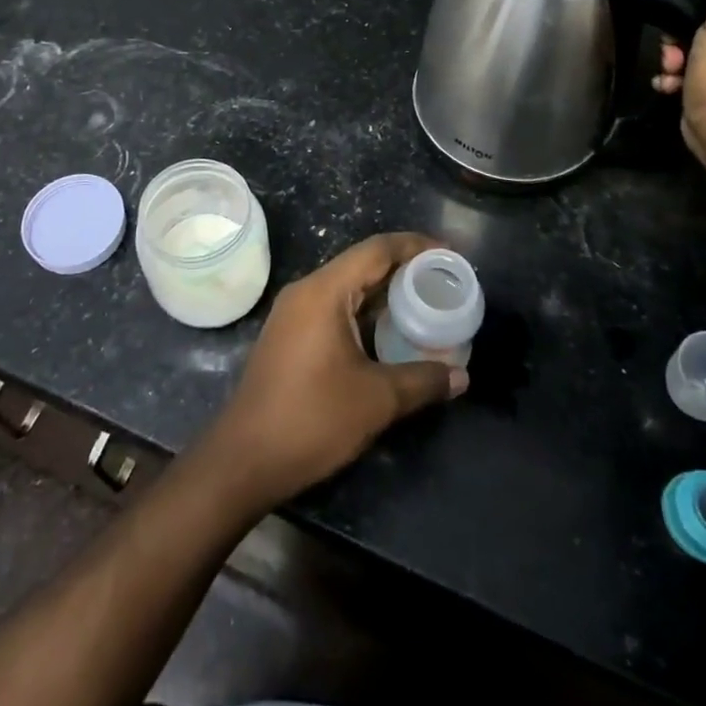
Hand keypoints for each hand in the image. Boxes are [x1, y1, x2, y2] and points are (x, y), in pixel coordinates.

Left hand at [199, 232, 467, 511]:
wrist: (244, 459)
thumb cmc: (311, 419)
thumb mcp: (376, 400)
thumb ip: (423, 381)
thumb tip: (462, 376)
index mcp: (324, 291)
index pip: (376, 250)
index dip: (416, 246)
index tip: (449, 255)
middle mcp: (306, 291)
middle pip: (362, 264)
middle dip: (405, 270)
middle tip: (444, 282)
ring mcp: (294, 313)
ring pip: (348, 288)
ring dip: (385, 293)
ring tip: (425, 304)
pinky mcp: (290, 335)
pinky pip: (335, 308)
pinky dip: (366, 312)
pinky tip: (390, 333)